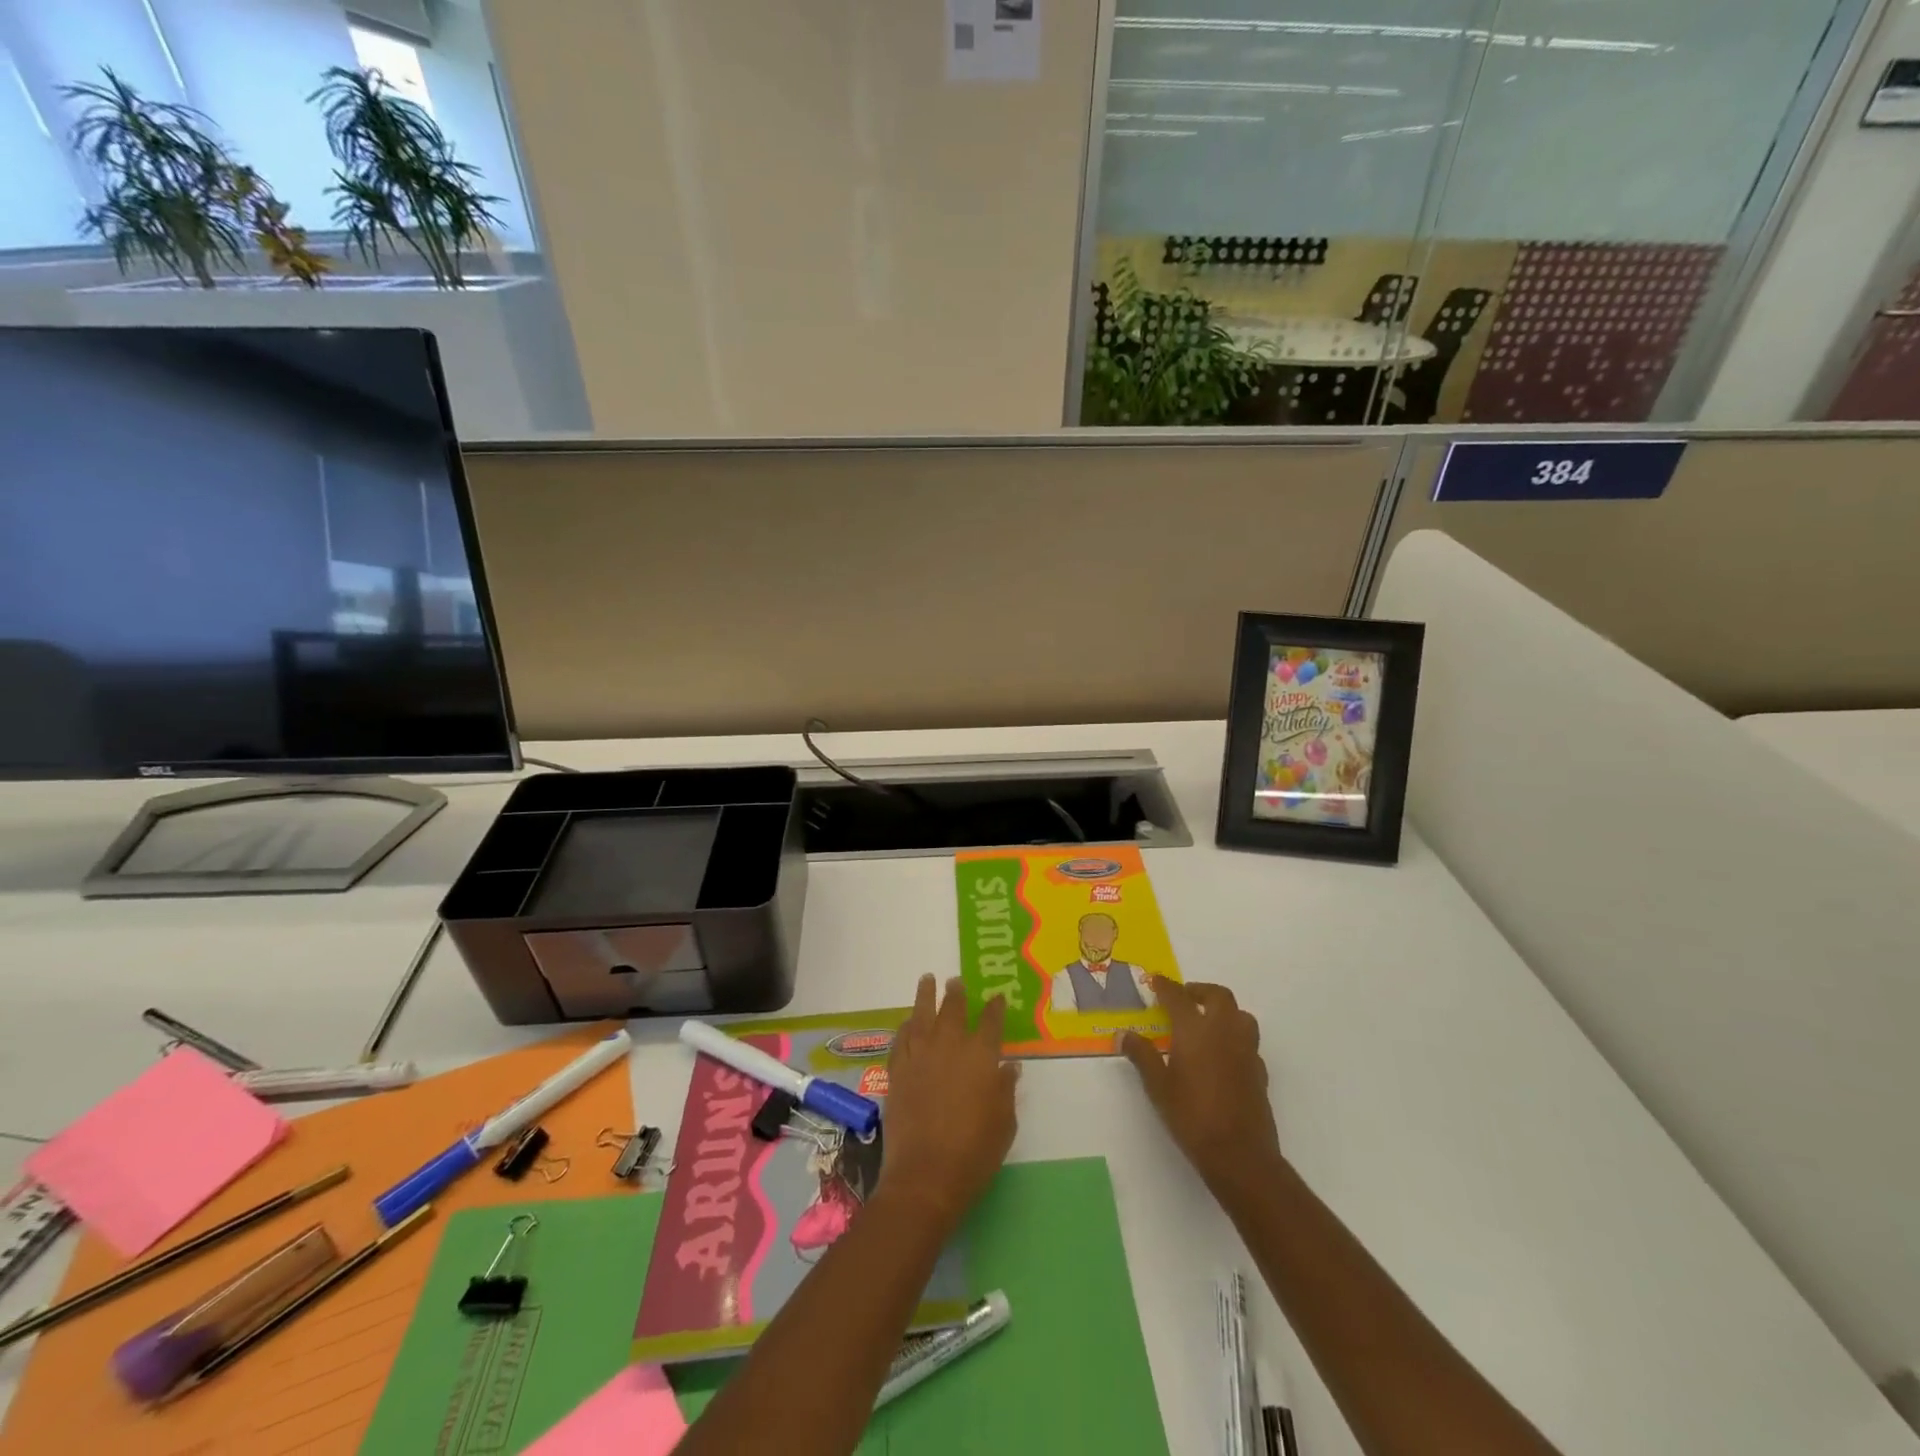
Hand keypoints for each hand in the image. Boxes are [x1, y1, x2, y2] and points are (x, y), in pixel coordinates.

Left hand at [878, 976, 1019, 1231]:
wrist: (925, 1175)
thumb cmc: (974, 1153)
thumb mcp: (1004, 1123)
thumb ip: (1006, 1090)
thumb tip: (1009, 1066)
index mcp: (981, 1056)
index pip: (990, 1022)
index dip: (994, 1008)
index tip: (996, 996)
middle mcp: (949, 1047)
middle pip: (953, 1010)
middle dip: (956, 994)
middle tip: (956, 981)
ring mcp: (919, 1056)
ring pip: (922, 1015)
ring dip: (925, 996)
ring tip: (927, 979)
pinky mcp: (897, 1071)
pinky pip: (900, 1040)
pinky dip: (905, 1027)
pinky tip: (907, 1022)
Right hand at [1120, 978, 1281, 1201]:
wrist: (1240, 1154)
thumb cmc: (1192, 1116)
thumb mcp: (1158, 1086)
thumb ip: (1142, 1056)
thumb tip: (1123, 1035)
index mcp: (1195, 1030)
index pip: (1178, 996)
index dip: (1165, 986)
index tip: (1156, 980)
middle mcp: (1224, 1031)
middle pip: (1218, 996)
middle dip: (1200, 991)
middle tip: (1184, 997)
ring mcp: (1246, 1050)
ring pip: (1240, 1015)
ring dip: (1224, 1010)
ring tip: (1206, 1022)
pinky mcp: (1259, 1071)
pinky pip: (1248, 1041)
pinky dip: (1235, 1037)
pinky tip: (1223, 1054)